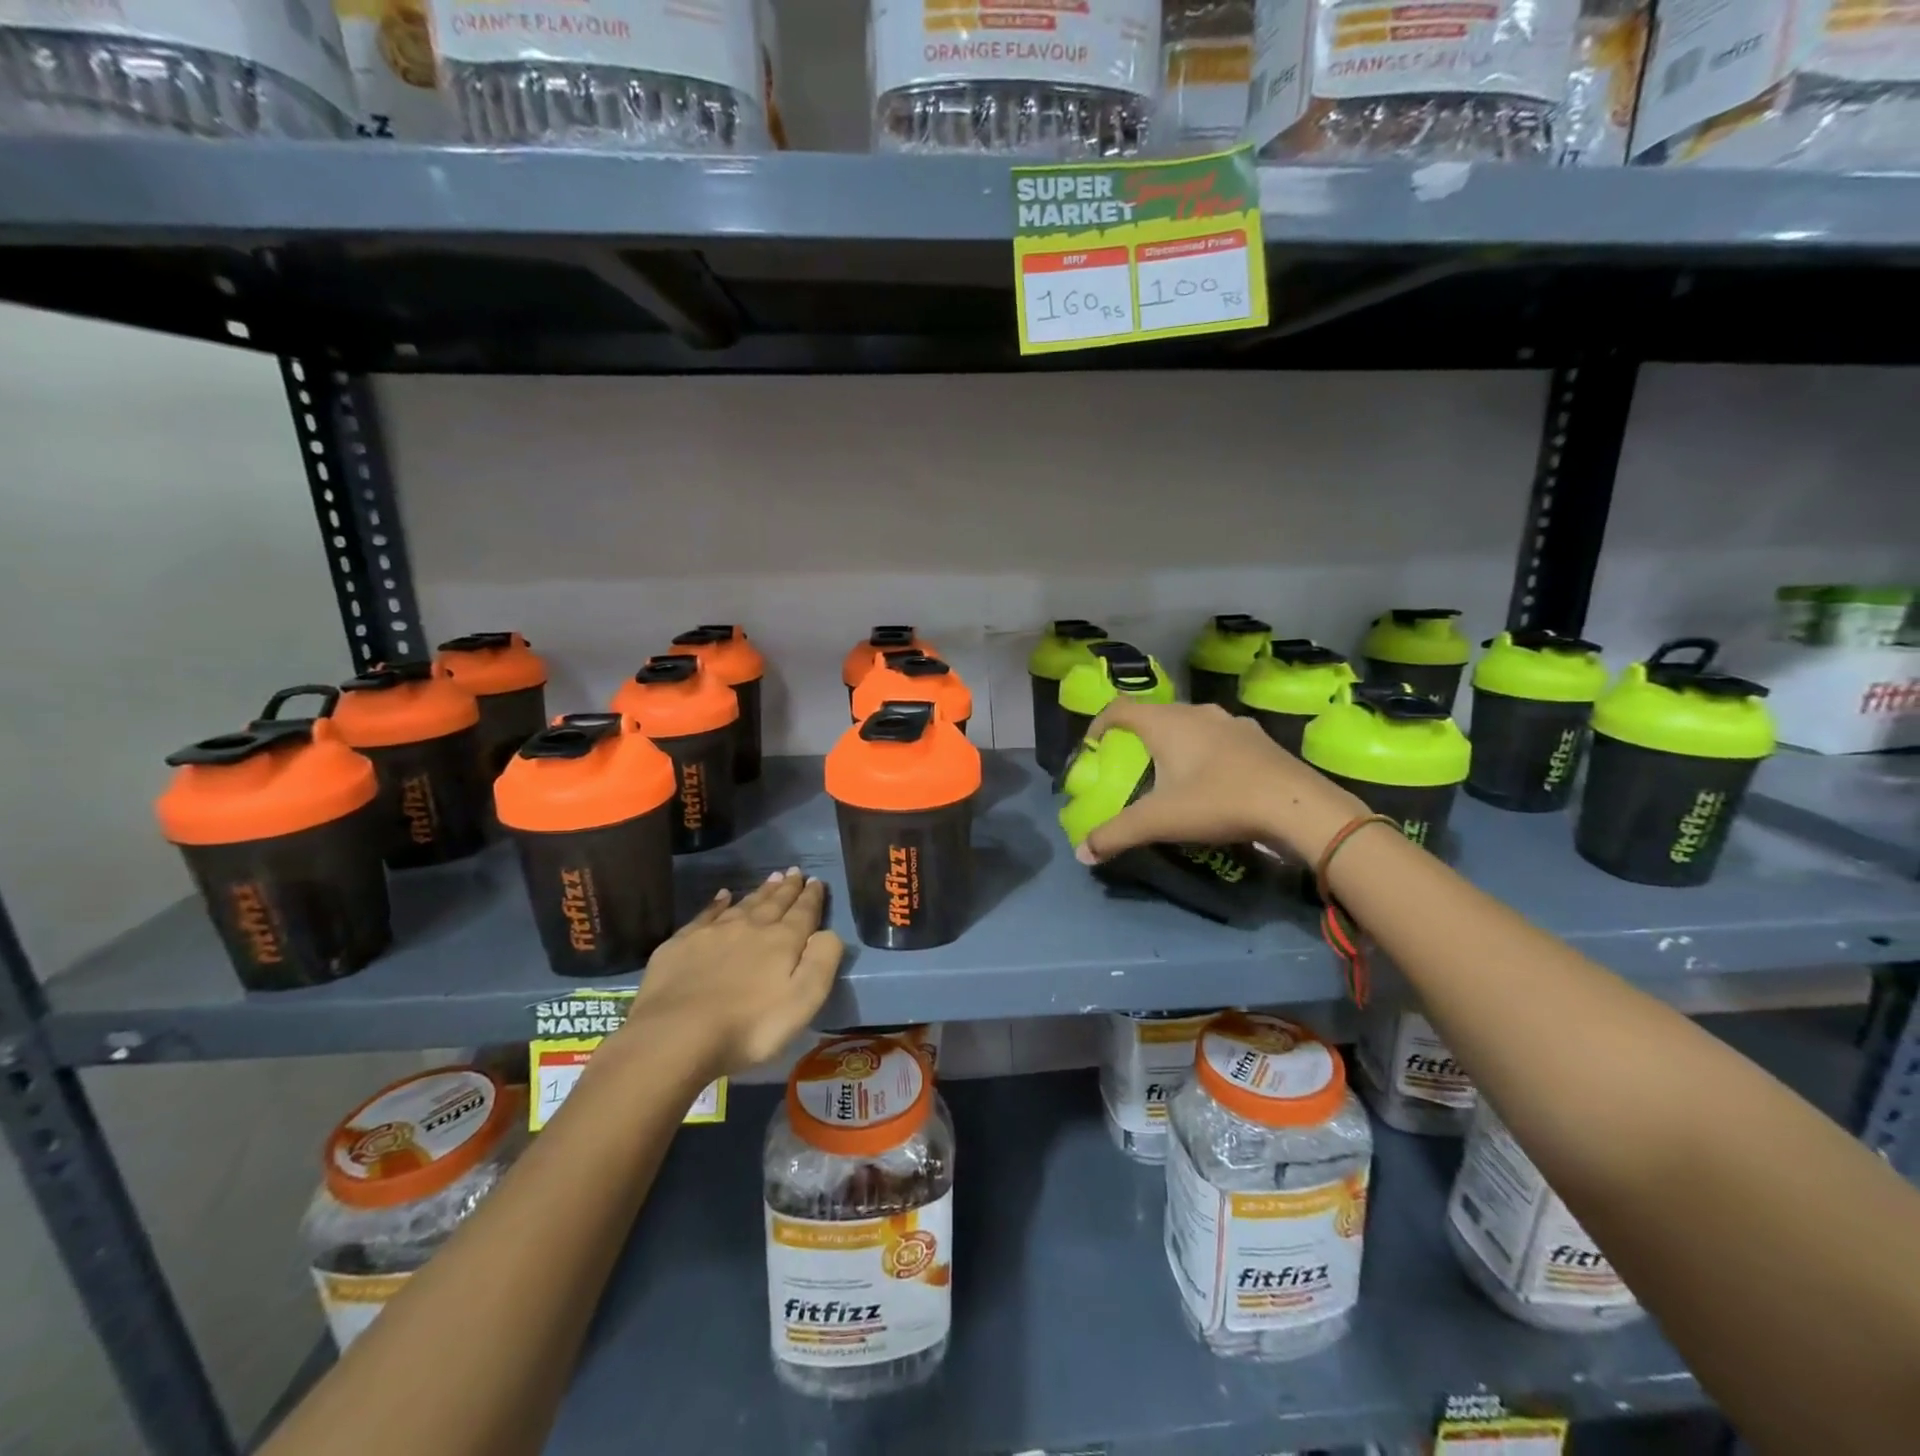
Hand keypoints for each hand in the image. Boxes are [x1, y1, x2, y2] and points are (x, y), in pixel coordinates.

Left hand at [624, 869, 843, 1075]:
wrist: (676, 1036)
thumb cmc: (749, 1027)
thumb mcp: (803, 1002)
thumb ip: (821, 962)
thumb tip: (828, 932)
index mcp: (782, 941)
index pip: (803, 913)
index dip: (812, 897)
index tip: (817, 881)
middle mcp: (750, 928)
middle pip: (774, 903)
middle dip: (787, 888)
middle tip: (794, 872)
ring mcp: (713, 933)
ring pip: (744, 904)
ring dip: (760, 892)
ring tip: (771, 878)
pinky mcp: (681, 944)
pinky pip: (706, 914)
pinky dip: (717, 903)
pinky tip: (723, 895)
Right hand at [1076, 701, 1366, 863]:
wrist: (1297, 805)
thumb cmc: (1217, 801)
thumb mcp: (1159, 821)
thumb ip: (1116, 834)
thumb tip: (1082, 853)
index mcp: (1166, 723)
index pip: (1120, 709)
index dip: (1099, 724)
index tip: (1092, 747)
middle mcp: (1197, 713)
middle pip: (1155, 715)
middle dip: (1136, 736)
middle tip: (1128, 763)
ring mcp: (1231, 722)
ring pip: (1189, 724)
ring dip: (1173, 742)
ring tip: (1169, 771)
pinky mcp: (1258, 738)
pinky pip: (1218, 738)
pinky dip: (1204, 752)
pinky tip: (1212, 779)